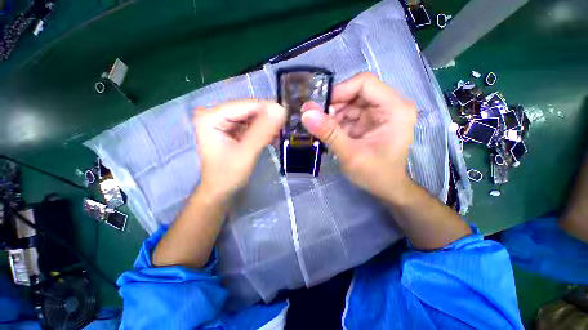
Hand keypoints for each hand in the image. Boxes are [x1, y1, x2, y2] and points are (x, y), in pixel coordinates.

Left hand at [193, 99, 285, 199]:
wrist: (220, 192)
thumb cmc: (228, 176)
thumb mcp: (246, 153)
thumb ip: (263, 131)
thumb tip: (280, 109)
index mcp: (211, 117)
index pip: (245, 105)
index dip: (267, 109)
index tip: (285, 114)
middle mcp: (214, 114)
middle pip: (248, 110)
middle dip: (266, 119)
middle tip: (283, 127)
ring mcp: (222, 122)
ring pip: (251, 117)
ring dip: (266, 125)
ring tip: (277, 135)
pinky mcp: (230, 130)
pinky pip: (250, 125)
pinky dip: (262, 131)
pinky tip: (271, 138)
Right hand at [301, 72, 416, 200]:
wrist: (386, 188)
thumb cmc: (375, 174)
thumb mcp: (350, 155)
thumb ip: (329, 133)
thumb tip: (306, 113)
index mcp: (395, 109)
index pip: (365, 83)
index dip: (340, 90)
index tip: (320, 107)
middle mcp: (389, 106)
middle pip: (356, 92)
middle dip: (334, 106)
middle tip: (317, 121)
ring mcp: (379, 113)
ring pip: (350, 103)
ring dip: (333, 115)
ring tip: (322, 130)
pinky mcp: (369, 122)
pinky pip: (349, 114)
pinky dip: (336, 122)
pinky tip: (329, 133)